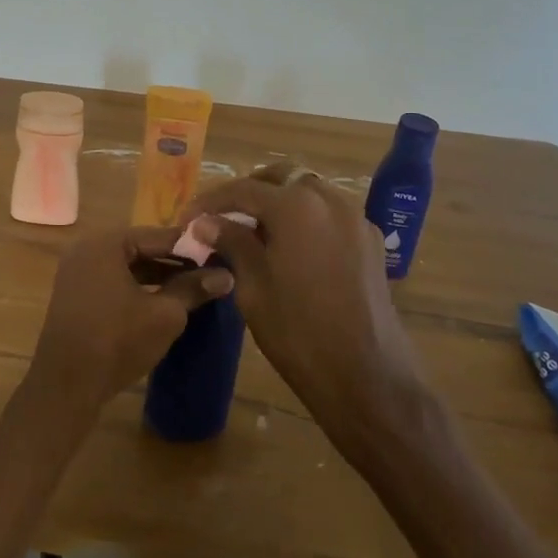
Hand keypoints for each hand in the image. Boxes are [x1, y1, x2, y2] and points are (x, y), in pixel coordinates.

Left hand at [25, 229, 234, 420]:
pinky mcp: (76, 295)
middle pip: (141, 248)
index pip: (158, 236)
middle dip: (175, 262)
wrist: (67, 384)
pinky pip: (113, 282)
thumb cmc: (117, 340)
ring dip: (158, 276)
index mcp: (106, 243)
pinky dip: (138, 288)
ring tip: (194, 289)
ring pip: (127, 267)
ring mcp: (77, 272)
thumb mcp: (164, 314)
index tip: (221, 256)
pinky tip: (164, 302)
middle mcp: (87, 249)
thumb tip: (225, 276)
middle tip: (211, 273)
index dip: (192, 247)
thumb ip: (193, 289)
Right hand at [181, 164, 427, 427]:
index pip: (242, 190)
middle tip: (222, 218)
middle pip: (280, 179)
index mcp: (296, 207)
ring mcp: (355, 219)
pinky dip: (305, 219)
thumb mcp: (253, 287)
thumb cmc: (298, 334)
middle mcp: (329, 200)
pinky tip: (289, 248)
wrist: (367, 378)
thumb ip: (231, 243)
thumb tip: (205, 222)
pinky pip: (330, 214)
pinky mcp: (370, 242)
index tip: (187, 218)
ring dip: (278, 203)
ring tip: (253, 232)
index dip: (210, 202)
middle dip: (248, 193)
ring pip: (308, 192)